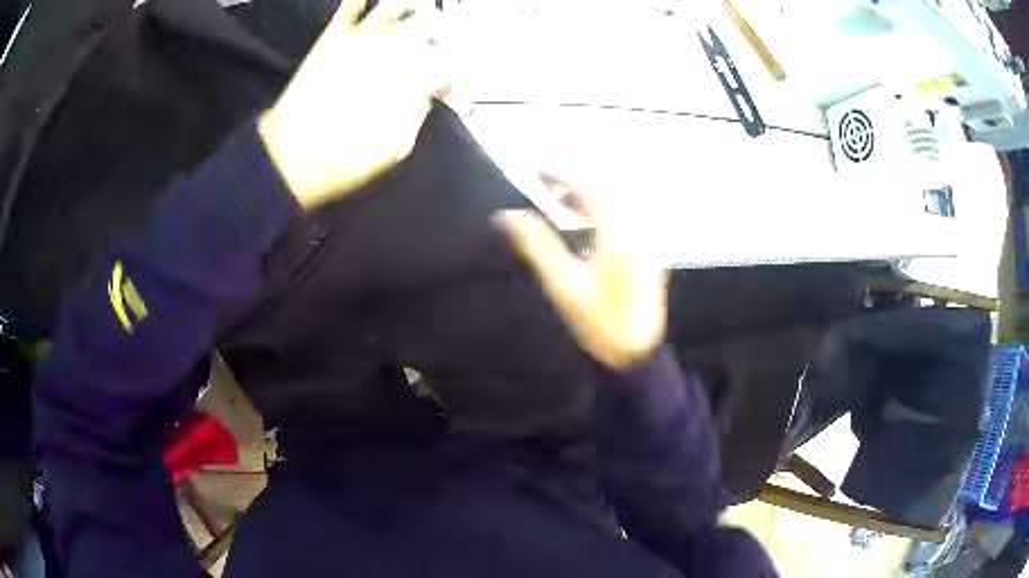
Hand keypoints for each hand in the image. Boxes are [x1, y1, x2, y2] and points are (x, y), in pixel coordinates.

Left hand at [259, 0, 447, 208]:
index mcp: (414, 74)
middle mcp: (393, 47)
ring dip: (412, 9)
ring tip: (412, 19)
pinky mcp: (334, 36)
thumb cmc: (345, 159)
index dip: (456, 74)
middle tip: (438, 47)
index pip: (451, 60)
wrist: (292, 156)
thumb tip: (432, 93)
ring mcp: (362, 36)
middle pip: (433, 22)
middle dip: (442, 35)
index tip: (450, 87)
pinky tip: (370, 5)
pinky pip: (353, 3)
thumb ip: (421, 110)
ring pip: (399, 3)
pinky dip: (364, 1)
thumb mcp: (398, 146)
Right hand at [494, 176, 667, 369]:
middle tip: (544, 183)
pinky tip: (584, 223)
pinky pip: (626, 216)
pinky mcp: (649, 250)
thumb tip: (508, 216)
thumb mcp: (563, 284)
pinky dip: (602, 210)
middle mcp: (638, 230)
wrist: (636, 354)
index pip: (589, 189)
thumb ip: (536, 245)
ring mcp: (648, 240)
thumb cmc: (598, 323)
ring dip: (588, 196)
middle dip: (573, 182)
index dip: (561, 174)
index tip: (535, 170)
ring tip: (558, 203)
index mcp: (619, 235)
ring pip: (617, 202)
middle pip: (606, 189)